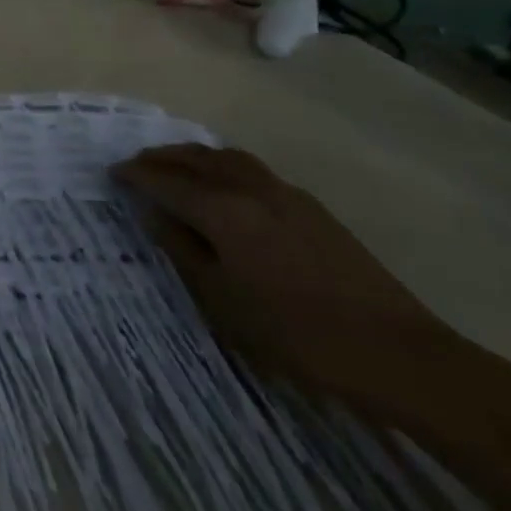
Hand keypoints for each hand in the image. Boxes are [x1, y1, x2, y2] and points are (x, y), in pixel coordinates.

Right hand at [119, 144, 466, 423]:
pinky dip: (223, 167)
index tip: (113, 174)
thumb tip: (156, 214)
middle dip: (161, 158)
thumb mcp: (223, 301)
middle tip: (137, 165)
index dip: (135, 175)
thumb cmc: (296, 334)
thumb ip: (184, 250)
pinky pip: (251, 170)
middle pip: (195, 158)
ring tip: (175, 167)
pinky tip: (224, 187)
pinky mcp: (312, 208)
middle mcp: (250, 188)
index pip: (165, 180)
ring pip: (227, 158)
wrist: (397, 354)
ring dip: (194, 157)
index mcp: (223, 210)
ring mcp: (285, 194)